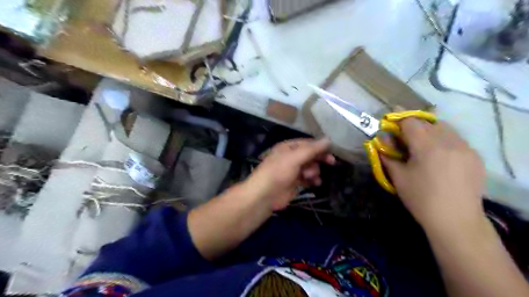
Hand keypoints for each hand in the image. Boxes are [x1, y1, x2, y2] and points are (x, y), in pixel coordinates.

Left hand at [243, 138, 333, 210]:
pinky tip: (315, 183)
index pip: (307, 143)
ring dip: (314, 171)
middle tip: (331, 162)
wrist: (265, 195)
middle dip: (319, 159)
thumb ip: (312, 149)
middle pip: (309, 155)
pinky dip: (312, 180)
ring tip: (311, 176)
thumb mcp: (295, 157)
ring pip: (310, 167)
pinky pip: (308, 179)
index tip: (332, 151)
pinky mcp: (295, 183)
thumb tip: (328, 139)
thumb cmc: (279, 172)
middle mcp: (290, 157)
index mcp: (288, 147)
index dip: (319, 146)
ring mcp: (292, 170)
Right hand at [380, 119, 487, 231]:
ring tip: (421, 144)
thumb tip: (380, 141)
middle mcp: (449, 141)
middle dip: (413, 125)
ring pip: (444, 128)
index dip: (398, 119)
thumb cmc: (421, 198)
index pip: (411, 122)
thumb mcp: (398, 177)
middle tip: (403, 136)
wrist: (455, 220)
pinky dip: (443, 139)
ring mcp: (466, 148)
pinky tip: (438, 155)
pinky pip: (456, 139)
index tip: (390, 121)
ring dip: (429, 130)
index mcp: (428, 146)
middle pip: (428, 122)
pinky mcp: (475, 156)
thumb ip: (387, 155)